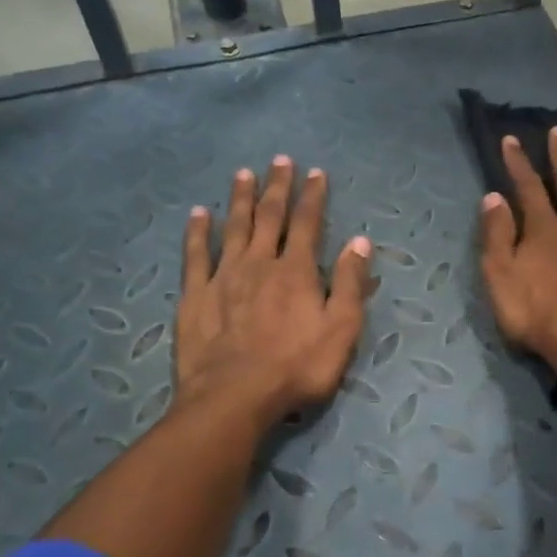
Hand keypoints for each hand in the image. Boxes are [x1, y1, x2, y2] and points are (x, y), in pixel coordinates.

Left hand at [177, 156, 372, 428]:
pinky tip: (199, 214)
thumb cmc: (297, 367)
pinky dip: (198, 232)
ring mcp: (224, 277)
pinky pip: (196, 255)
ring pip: (234, 227)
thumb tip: (360, 241)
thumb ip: (351, 284)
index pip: (308, 224)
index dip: (313, 196)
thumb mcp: (341, 330)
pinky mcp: (195, 295)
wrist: (235, 396)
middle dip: (277, 187)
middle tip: (280, 160)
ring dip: (240, 199)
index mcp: (296, 271)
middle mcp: (259, 263)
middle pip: (270, 217)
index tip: (316, 172)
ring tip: (243, 174)